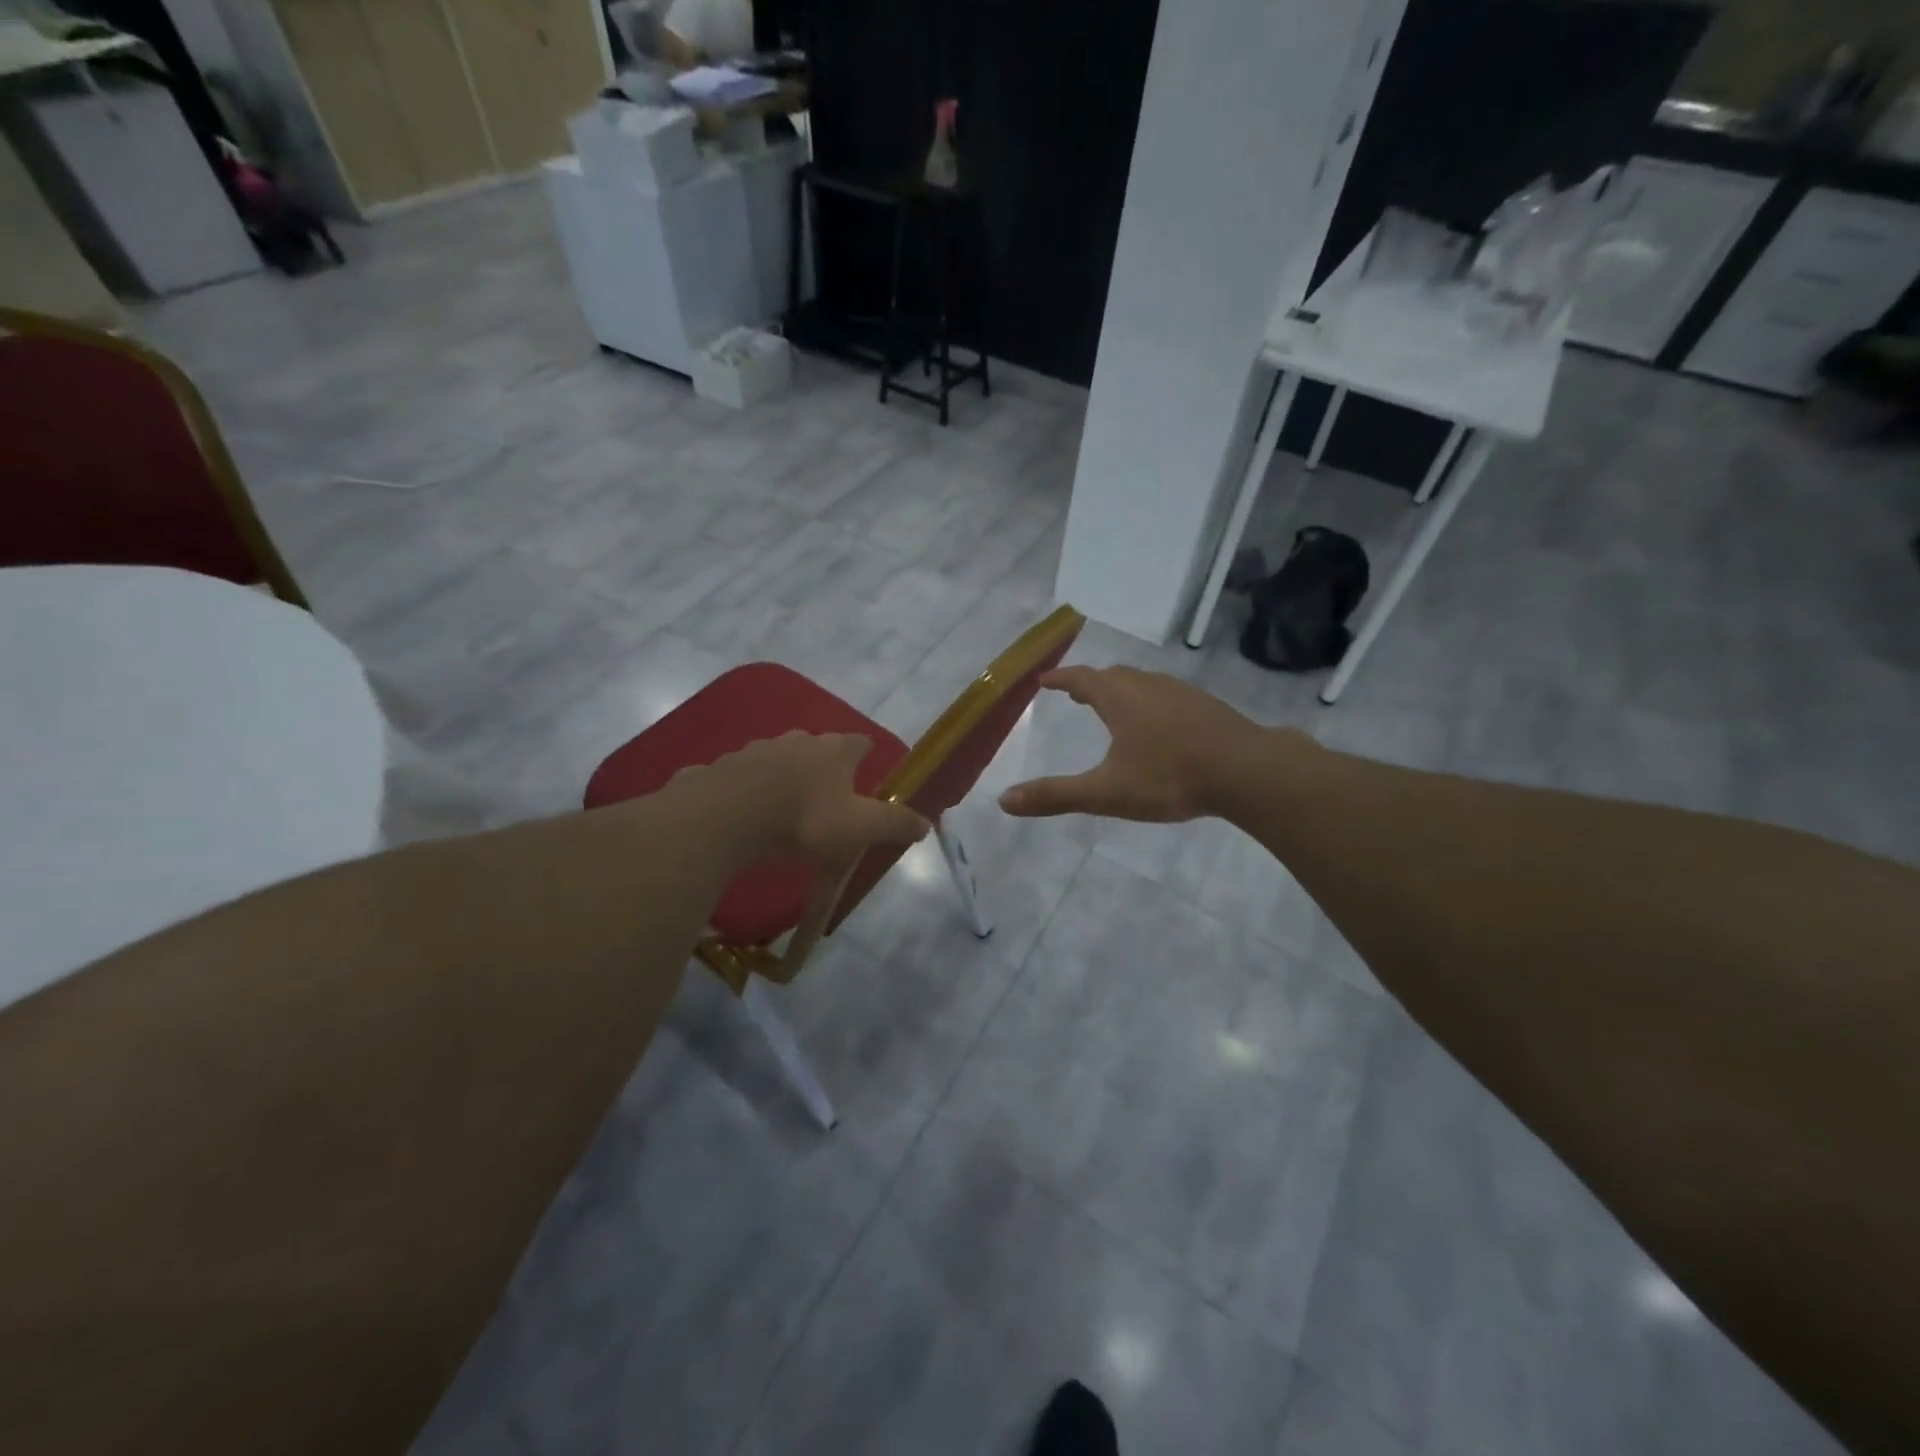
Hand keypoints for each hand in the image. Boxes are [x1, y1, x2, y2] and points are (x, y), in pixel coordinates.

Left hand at [689, 732, 929, 868]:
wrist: (727, 815)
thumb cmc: (804, 818)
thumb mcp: (859, 828)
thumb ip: (894, 824)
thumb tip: (927, 823)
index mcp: (834, 750)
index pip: (860, 742)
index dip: (867, 754)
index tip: (870, 768)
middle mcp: (797, 740)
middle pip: (818, 747)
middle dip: (825, 766)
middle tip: (828, 795)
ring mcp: (757, 749)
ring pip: (778, 759)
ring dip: (785, 776)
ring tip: (786, 807)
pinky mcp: (723, 766)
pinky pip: (742, 776)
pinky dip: (748, 789)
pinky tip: (745, 812)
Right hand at [998, 667, 1282, 822]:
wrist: (1247, 771)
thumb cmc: (1169, 777)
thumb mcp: (1106, 792)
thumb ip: (1056, 796)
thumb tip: (1004, 800)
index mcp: (1119, 698)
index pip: (1081, 679)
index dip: (1060, 679)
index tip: (1044, 680)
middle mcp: (1147, 685)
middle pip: (1113, 676)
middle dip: (1090, 684)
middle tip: (1076, 695)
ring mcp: (1181, 692)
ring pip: (1143, 683)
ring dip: (1122, 690)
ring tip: (1114, 707)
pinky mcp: (1206, 706)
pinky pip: (1167, 695)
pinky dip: (1150, 702)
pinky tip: (1160, 726)